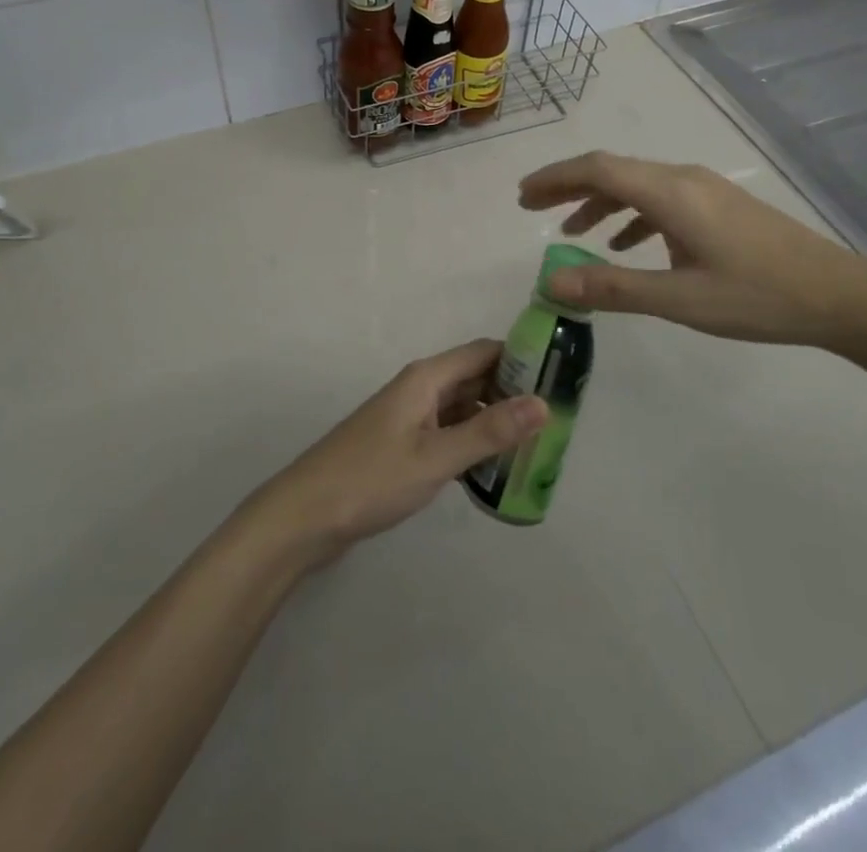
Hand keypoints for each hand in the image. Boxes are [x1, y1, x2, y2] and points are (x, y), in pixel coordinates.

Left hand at [243, 340, 546, 570]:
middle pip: (474, 377)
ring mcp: (408, 417)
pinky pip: (447, 431)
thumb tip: (543, 402)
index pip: (483, 351)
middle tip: (557, 420)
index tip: (561, 376)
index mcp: (426, 378)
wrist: (305, 515)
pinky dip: (471, 442)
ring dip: (494, 420)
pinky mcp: (401, 444)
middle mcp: (419, 389)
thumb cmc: (371, 479)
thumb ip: (489, 432)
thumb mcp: (436, 458)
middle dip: (513, 393)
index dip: (521, 358)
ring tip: (536, 446)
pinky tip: (494, 468)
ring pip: (462, 407)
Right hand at [518, 151, 866, 348]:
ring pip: (636, 184)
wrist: (841, 296)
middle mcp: (683, 179)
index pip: (597, 170)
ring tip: (572, 231)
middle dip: (568, 186)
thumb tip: (551, 282)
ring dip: (599, 202)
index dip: (554, 178)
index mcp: (670, 193)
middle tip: (532, 207)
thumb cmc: (758, 297)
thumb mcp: (679, 300)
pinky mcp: (718, 205)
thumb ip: (612, 288)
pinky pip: (660, 198)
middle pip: (612, 170)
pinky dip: (631, 215)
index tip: (522, 197)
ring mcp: (704, 189)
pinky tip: (627, 245)